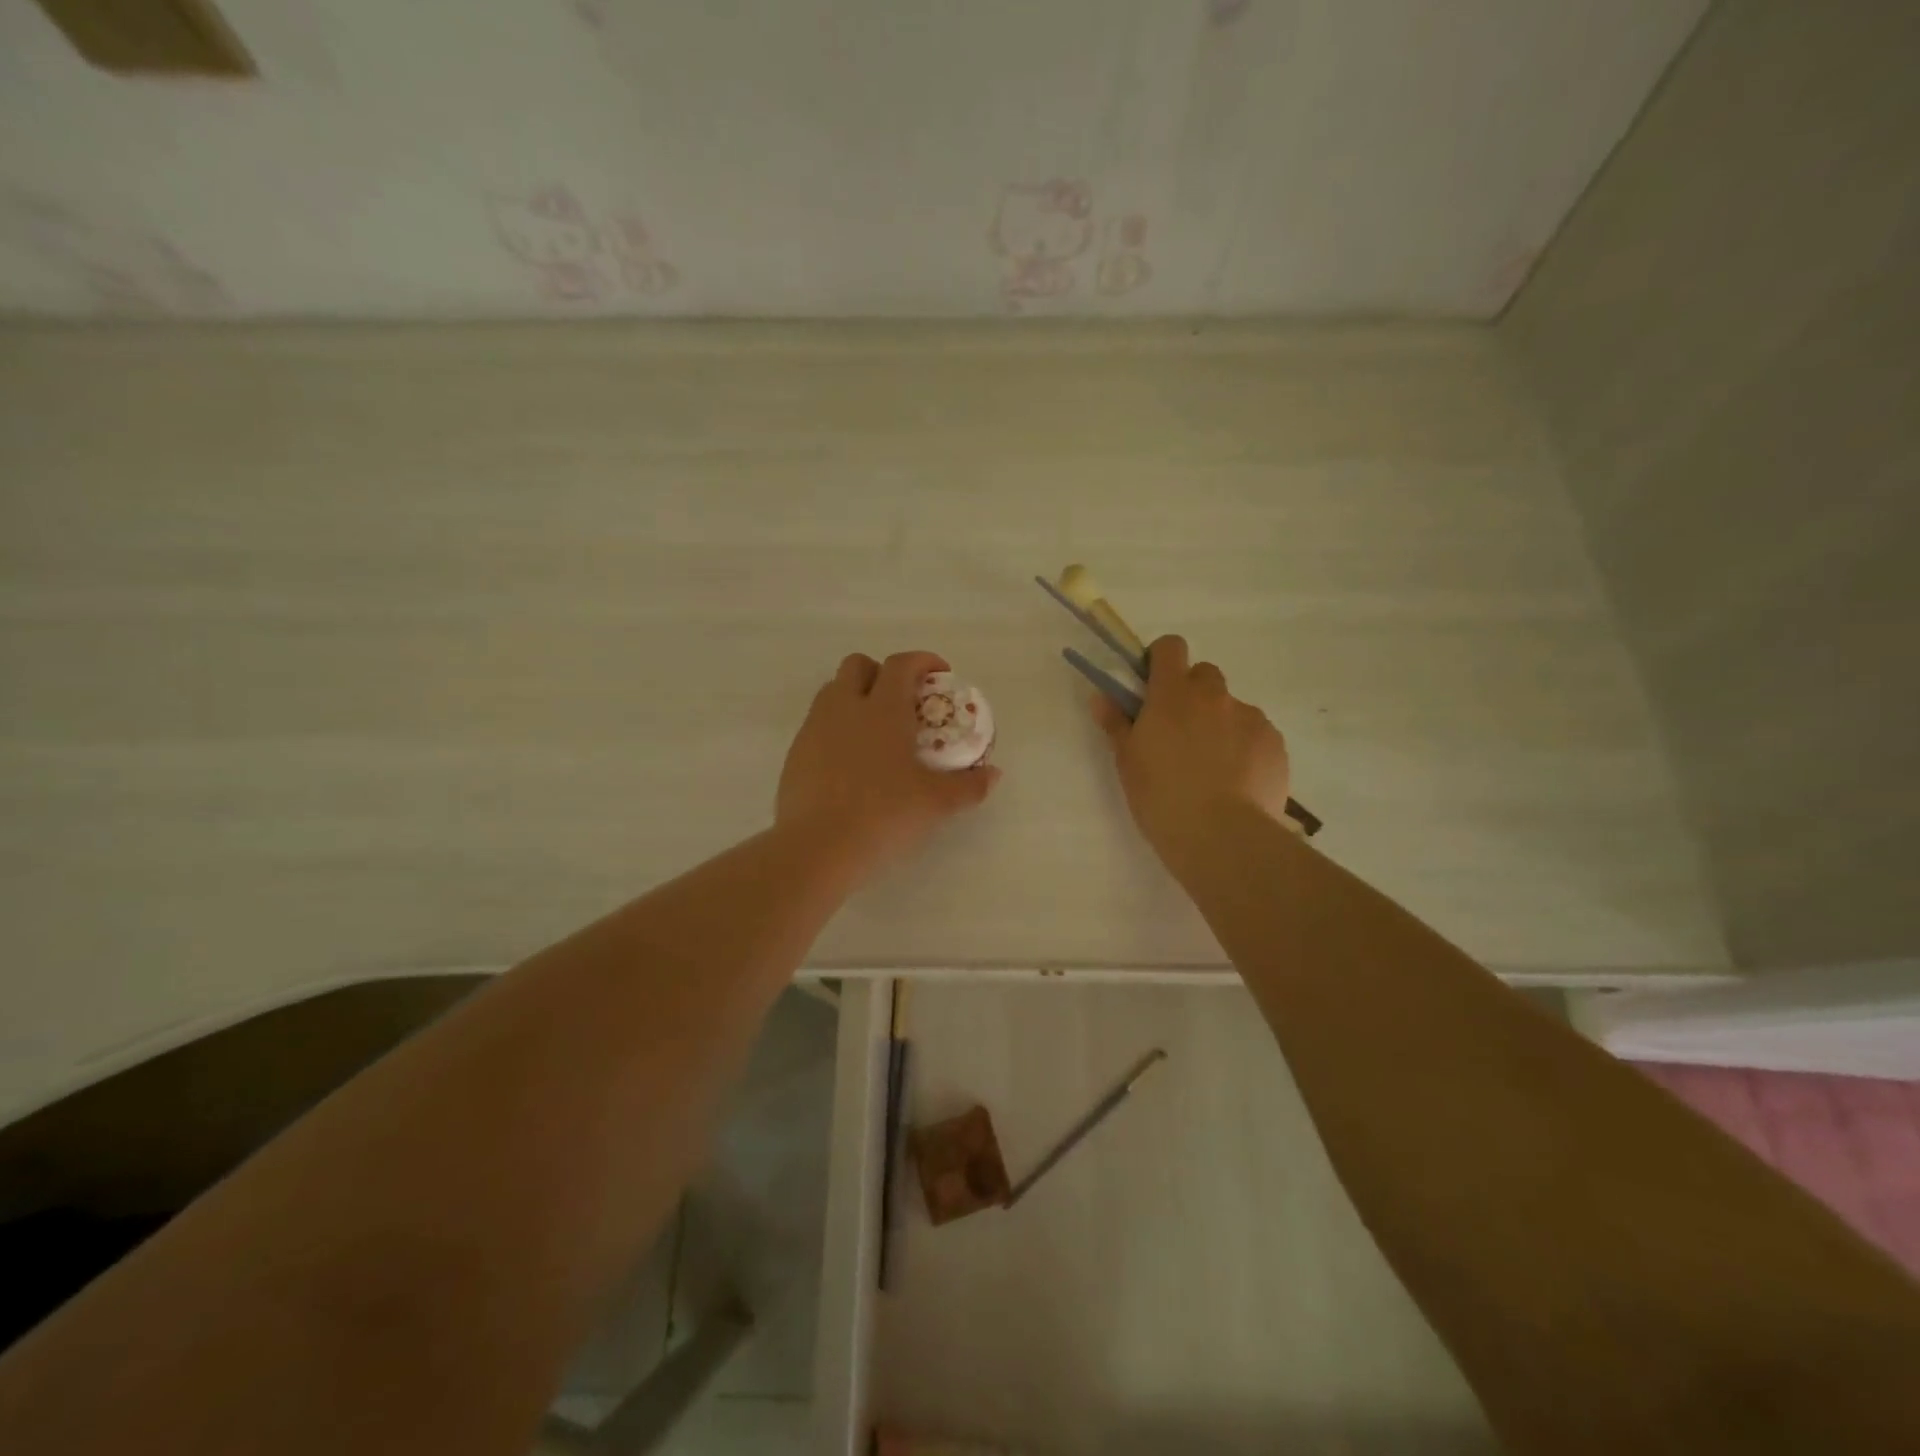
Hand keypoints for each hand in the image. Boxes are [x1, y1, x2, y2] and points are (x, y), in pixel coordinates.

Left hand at [777, 650, 1000, 871]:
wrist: (817, 847)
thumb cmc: (883, 815)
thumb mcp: (936, 803)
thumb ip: (969, 786)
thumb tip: (993, 775)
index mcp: (883, 709)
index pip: (901, 664)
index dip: (923, 661)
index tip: (940, 673)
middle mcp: (845, 707)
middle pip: (858, 665)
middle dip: (881, 672)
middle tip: (902, 700)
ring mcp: (814, 729)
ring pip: (832, 691)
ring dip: (855, 696)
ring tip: (876, 729)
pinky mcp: (796, 753)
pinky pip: (817, 724)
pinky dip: (837, 728)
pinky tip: (851, 762)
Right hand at [1093, 635, 1291, 863]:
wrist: (1222, 837)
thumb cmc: (1161, 797)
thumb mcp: (1127, 763)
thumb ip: (1116, 724)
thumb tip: (1101, 697)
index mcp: (1173, 694)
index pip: (1170, 647)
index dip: (1161, 660)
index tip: (1153, 687)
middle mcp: (1214, 696)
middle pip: (1204, 675)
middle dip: (1192, 694)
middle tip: (1180, 733)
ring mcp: (1250, 717)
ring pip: (1232, 707)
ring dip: (1220, 724)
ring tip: (1212, 768)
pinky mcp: (1275, 743)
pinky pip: (1256, 734)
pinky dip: (1245, 748)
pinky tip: (1237, 782)